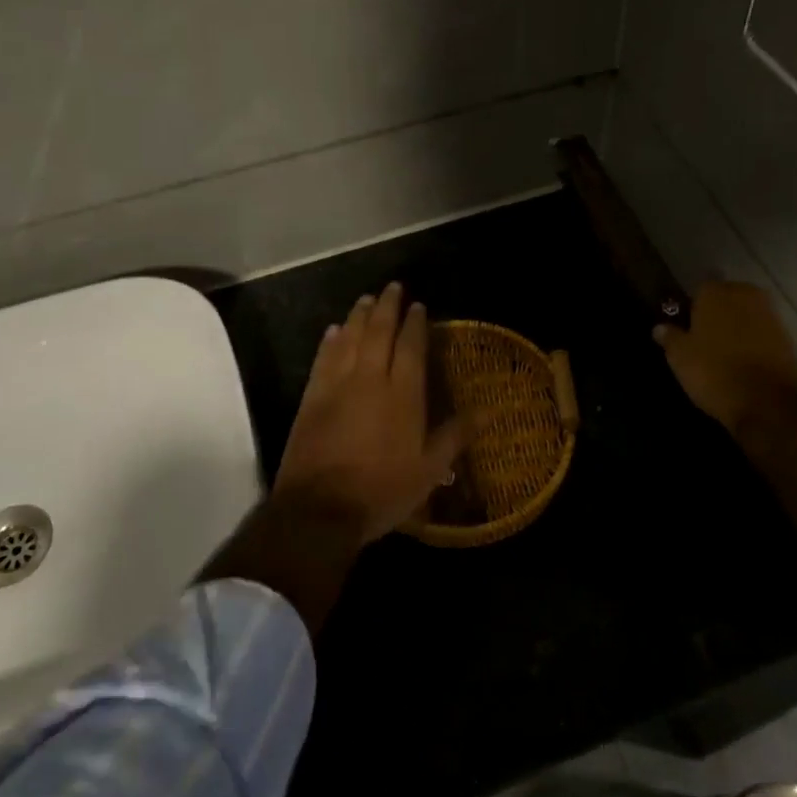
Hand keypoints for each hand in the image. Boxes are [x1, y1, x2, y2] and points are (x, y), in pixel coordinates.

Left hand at [272, 282, 467, 545]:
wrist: (320, 509)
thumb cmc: (382, 491)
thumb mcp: (429, 470)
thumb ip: (454, 436)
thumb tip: (484, 411)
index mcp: (402, 394)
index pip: (410, 346)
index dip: (415, 323)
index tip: (418, 305)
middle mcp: (370, 379)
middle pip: (378, 331)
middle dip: (387, 306)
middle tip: (392, 287)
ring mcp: (337, 385)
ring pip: (349, 338)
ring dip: (358, 316)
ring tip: (366, 299)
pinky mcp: (312, 397)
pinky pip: (323, 358)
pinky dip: (330, 341)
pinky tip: (333, 330)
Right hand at [654, 281, 796, 437]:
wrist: (768, 402)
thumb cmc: (714, 372)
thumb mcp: (680, 357)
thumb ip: (670, 337)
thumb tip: (659, 327)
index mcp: (715, 292)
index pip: (699, 289)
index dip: (691, 306)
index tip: (686, 324)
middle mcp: (744, 295)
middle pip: (726, 297)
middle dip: (717, 311)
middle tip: (704, 335)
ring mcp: (770, 315)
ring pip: (746, 314)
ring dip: (737, 326)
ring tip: (723, 349)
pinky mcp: (788, 337)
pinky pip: (762, 332)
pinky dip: (753, 341)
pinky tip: (743, 359)